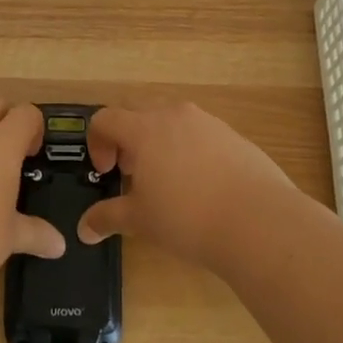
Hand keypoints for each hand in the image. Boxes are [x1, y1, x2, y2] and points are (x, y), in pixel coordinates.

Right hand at [78, 102, 301, 268]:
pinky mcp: (233, 135)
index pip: (105, 118)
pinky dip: (189, 150)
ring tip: (167, 182)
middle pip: (138, 113)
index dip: (97, 142)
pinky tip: (201, 187)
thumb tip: (84, 229)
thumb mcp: (140, 221)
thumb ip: (107, 218)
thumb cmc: (187, 217)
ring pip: (171, 121)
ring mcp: (208, 122)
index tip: (107, 173)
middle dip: (127, 140)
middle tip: (132, 174)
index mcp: (144, 128)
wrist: (258, 221)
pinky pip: (199, 134)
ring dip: (159, 143)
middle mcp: (174, 115)